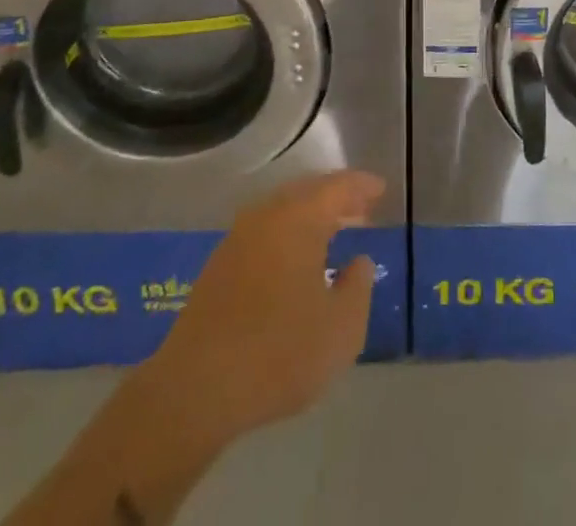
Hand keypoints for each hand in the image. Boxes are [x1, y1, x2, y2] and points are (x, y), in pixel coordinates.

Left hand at [136, 170, 383, 453]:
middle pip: (307, 192)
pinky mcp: (218, 267)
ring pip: (283, 212)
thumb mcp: (340, 330)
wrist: (194, 390)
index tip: (380, 189)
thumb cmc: (278, 353)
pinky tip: (295, 262)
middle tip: (361, 209)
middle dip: (336, 198)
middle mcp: (267, 216)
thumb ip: (358, 289)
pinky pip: (264, 233)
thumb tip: (360, 262)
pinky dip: (287, 235)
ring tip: (332, 233)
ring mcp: (237, 239)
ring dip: (310, 217)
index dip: (362, 186)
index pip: (337, 187)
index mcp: (299, 219)